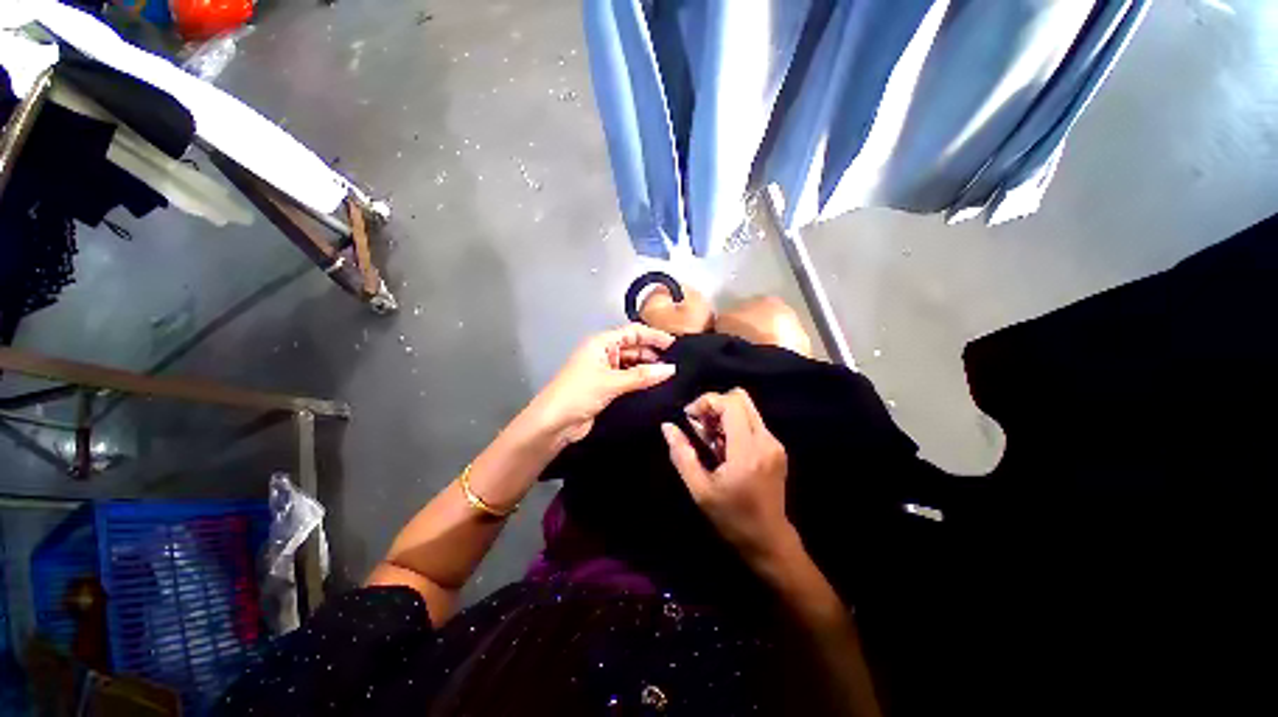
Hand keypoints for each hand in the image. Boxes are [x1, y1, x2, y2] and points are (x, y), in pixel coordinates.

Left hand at [530, 324, 677, 447]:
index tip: (675, 345)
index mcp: (601, 343)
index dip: (653, 336)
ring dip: (648, 369)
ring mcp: (605, 371)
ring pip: (632, 365)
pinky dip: (641, 381)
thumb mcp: (611, 382)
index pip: (633, 332)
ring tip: (670, 376)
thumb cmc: (578, 393)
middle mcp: (604, 353)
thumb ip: (641, 376)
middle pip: (634, 347)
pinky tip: (656, 386)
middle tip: (676, 363)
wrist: (553, 423)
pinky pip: (629, 379)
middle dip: (653, 354)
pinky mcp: (606, 388)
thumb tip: (671, 369)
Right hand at [661, 388, 797, 567]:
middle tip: (699, 424)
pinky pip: (752, 422)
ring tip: (708, 438)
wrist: (769, 540)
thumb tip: (667, 426)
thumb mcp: (700, 490)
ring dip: (723, 415)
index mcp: (747, 449)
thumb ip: (682, 455)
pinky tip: (722, 447)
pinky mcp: (776, 448)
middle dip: (715, 404)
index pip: (730, 403)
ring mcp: (774, 443)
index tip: (689, 417)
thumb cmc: (731, 518)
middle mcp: (766, 440)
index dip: (706, 401)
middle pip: (741, 398)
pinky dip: (733, 425)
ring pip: (747, 408)